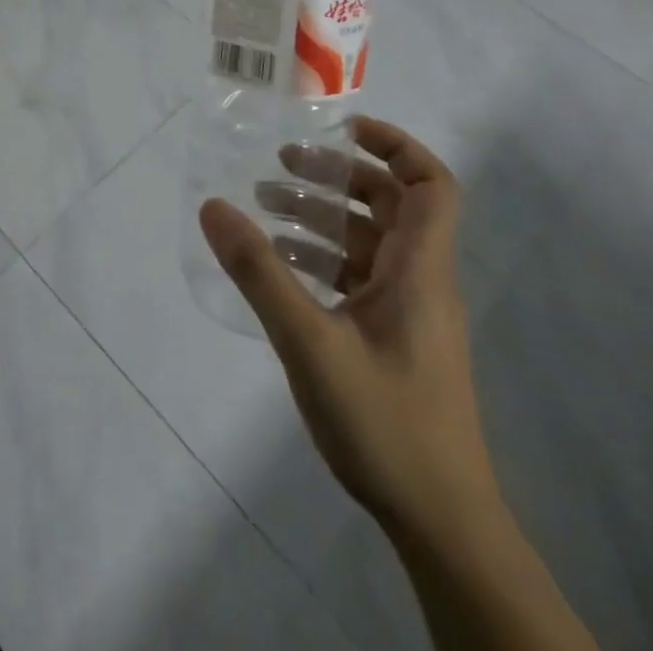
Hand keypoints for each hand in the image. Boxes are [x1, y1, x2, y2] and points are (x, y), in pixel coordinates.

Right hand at [199, 116, 499, 540]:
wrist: (440, 524)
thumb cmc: (385, 422)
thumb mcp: (309, 341)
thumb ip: (259, 272)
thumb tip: (213, 206)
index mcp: (418, 271)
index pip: (431, 186)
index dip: (395, 146)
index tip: (343, 128)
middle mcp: (419, 282)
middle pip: (389, 206)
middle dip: (336, 177)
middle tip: (280, 163)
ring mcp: (406, 314)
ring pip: (367, 242)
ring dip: (320, 217)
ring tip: (263, 208)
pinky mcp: (391, 341)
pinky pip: (356, 278)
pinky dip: (320, 257)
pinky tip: (278, 265)